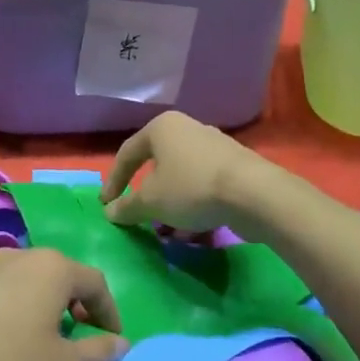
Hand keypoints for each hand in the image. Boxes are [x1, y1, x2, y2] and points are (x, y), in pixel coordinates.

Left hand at [0, 247, 127, 360]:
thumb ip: (99, 352)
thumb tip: (121, 343)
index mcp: (54, 267)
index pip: (96, 283)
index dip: (110, 313)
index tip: (113, 342)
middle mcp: (23, 255)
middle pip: (62, 276)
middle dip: (78, 306)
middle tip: (82, 338)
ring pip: (32, 281)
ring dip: (46, 307)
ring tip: (46, 340)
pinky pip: (5, 291)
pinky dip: (18, 309)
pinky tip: (10, 339)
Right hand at [100, 111, 269, 232]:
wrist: (253, 193)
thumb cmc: (191, 188)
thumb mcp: (150, 201)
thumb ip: (127, 207)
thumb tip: (110, 212)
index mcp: (162, 128)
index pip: (127, 154)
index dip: (113, 181)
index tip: (106, 205)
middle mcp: (187, 129)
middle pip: (157, 166)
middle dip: (148, 197)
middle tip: (140, 218)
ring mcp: (214, 147)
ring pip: (181, 179)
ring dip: (171, 207)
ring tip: (169, 232)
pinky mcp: (235, 167)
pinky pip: (203, 186)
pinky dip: (193, 207)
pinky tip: (194, 231)